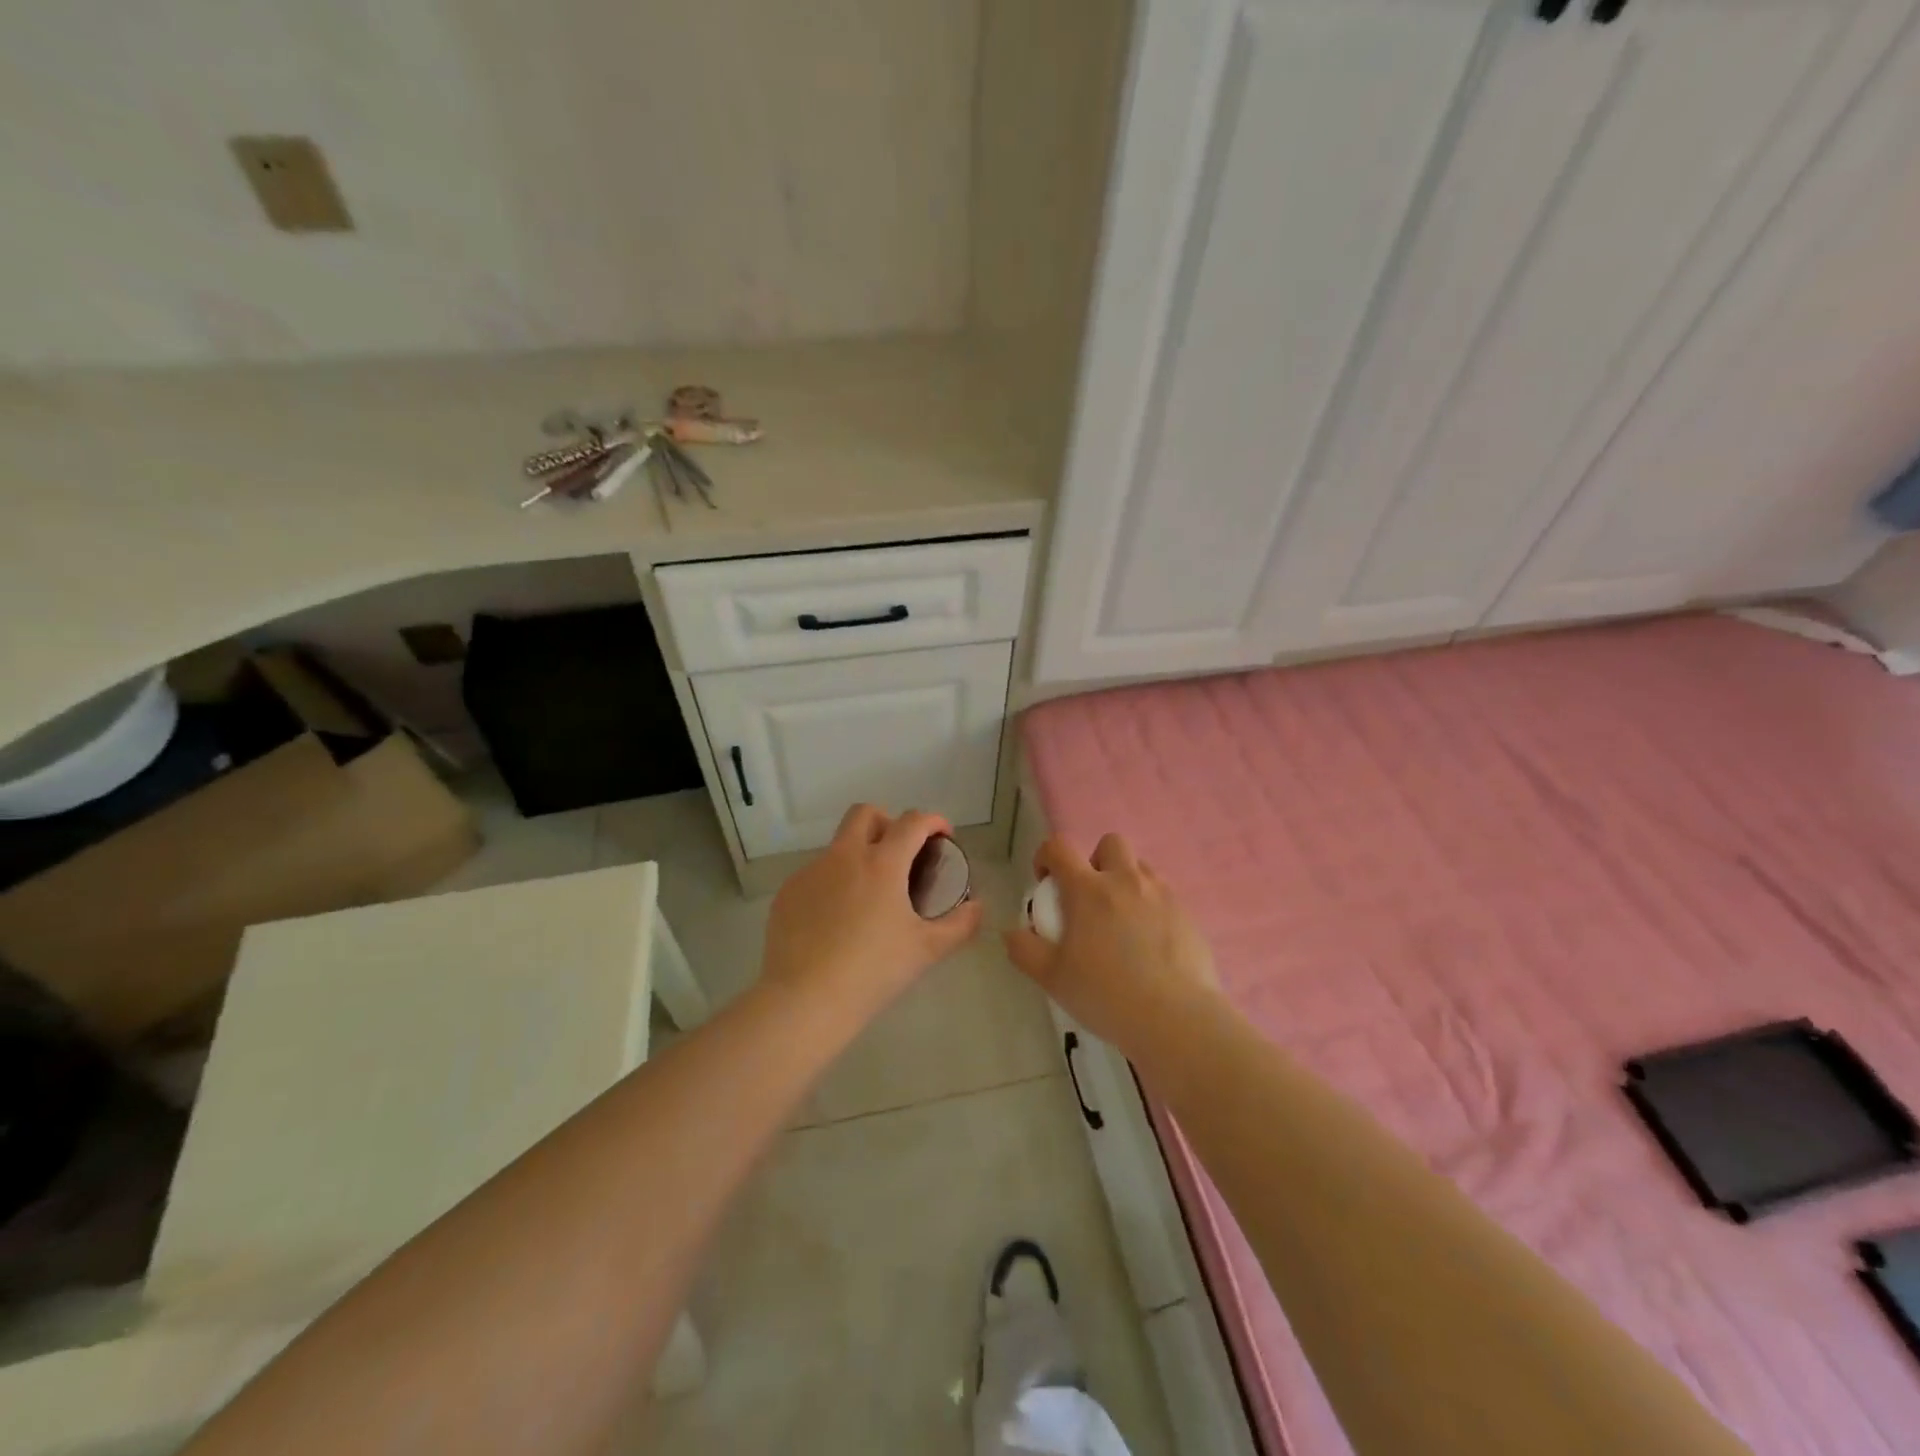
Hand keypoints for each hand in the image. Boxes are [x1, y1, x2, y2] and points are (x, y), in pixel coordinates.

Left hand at [761, 805, 984, 1020]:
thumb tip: (976, 907)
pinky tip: (837, 920)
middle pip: (866, 813)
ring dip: (859, 855)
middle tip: (901, 853)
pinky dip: (833, 884)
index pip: (912, 822)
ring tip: (869, 896)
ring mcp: (811, 872)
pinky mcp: (788, 893)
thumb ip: (960, 924)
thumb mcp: (927, 950)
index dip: (933, 821)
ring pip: (838, 846)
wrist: (805, 999)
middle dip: (888, 822)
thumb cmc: (873, 971)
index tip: (943, 835)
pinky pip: (815, 875)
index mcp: (882, 863)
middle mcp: (844, 856)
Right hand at [1002, 833, 1218, 1052]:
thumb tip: (1012, 932)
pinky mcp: (1187, 914)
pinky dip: (1151, 907)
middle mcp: (1126, 881)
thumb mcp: (1052, 978)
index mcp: (1088, 890)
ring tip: (1121, 921)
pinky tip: (1149, 943)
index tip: (1045, 882)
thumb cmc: (1106, 995)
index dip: (1046, 856)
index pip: (1059, 847)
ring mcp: (1161, 895)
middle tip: (1090, 899)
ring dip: (1125, 882)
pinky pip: (1164, 896)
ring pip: (1141, 867)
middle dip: (1096, 861)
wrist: (1176, 1019)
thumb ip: (1024, 950)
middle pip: (1110, 843)